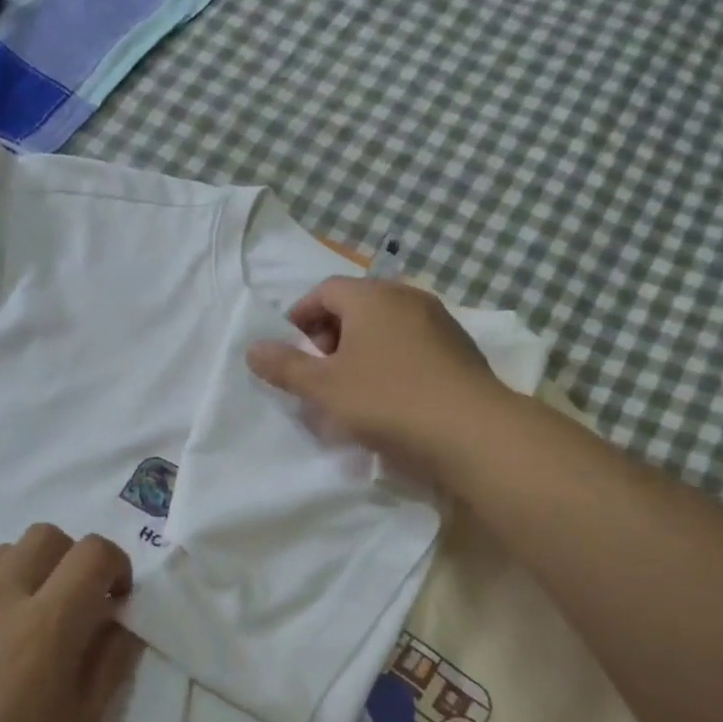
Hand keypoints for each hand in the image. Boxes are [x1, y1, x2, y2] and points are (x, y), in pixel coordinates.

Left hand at [0, 525, 140, 721]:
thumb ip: (109, 664)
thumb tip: (122, 622)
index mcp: (47, 624)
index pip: (93, 553)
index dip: (116, 566)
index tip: (115, 602)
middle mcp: (0, 597)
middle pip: (47, 536)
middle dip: (73, 561)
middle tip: (75, 608)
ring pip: (3, 552)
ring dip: (29, 572)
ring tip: (25, 622)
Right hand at [246, 277, 504, 485]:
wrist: (470, 431)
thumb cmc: (386, 400)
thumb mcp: (323, 387)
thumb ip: (284, 366)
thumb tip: (252, 348)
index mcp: (372, 297)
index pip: (325, 290)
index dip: (301, 318)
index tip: (291, 352)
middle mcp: (407, 298)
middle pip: (357, 307)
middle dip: (330, 337)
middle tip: (318, 374)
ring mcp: (440, 322)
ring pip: (386, 328)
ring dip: (361, 352)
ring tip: (350, 390)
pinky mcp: (460, 350)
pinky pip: (412, 346)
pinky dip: (391, 362)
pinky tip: (389, 399)